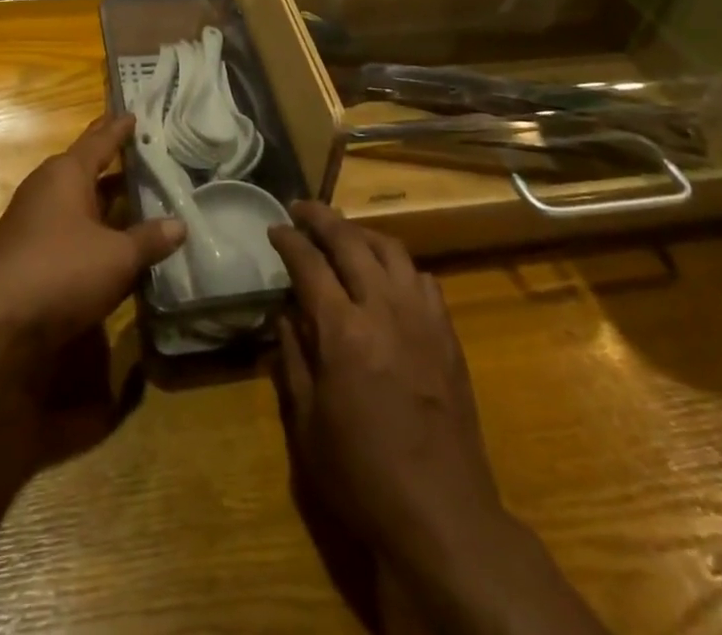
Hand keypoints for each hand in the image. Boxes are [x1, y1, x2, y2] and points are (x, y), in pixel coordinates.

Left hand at [0, 114, 183, 346]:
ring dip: (104, 196)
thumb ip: (149, 240)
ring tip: (135, 193)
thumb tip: (180, 225)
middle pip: (86, 165)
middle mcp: (48, 186)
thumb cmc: (60, 270)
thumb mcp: (116, 257)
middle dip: (112, 158)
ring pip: (78, 198)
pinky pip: (70, 225)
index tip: (134, 114)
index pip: (100, 141)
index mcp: (68, 173)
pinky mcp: (29, 249)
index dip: (120, 129)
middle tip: (141, 148)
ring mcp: (34, 218)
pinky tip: (112, 239)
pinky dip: (93, 226)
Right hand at [269, 201, 501, 562]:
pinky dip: (398, 265)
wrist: (443, 514)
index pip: (310, 263)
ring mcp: (421, 317)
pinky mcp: (447, 333)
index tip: (274, 227)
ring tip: (343, 232)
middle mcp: (383, 308)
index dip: (289, 240)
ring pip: (391, 249)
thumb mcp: (308, 424)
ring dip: (362, 233)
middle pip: (351, 241)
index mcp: (343, 331)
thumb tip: (284, 314)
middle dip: (322, 217)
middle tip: (301, 208)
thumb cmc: (362, 475)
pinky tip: (387, 276)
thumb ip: (293, 359)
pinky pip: (421, 278)